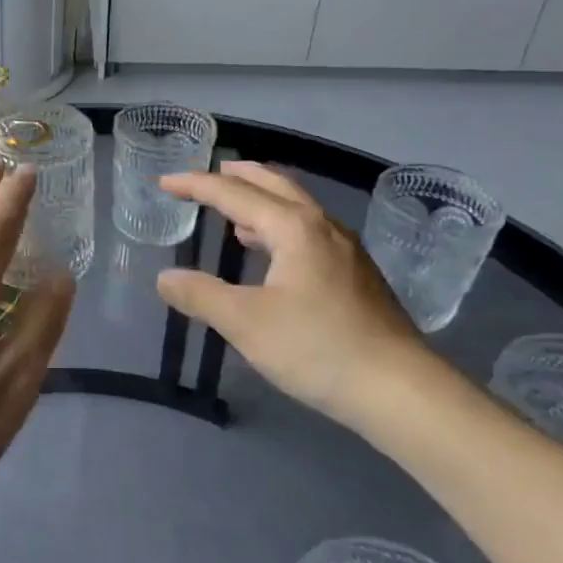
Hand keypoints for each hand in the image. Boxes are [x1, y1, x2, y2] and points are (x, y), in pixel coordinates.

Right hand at [154, 162, 425, 426]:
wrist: (398, 389)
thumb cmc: (316, 347)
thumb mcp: (245, 323)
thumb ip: (200, 296)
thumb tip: (165, 278)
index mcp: (294, 228)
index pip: (234, 194)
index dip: (196, 185)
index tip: (164, 183)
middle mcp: (322, 227)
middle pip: (275, 185)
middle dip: (238, 176)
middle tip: (208, 174)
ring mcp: (345, 250)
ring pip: (297, 207)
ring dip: (261, 199)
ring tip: (234, 209)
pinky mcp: (356, 274)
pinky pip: (309, 230)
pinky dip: (280, 225)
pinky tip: (272, 251)